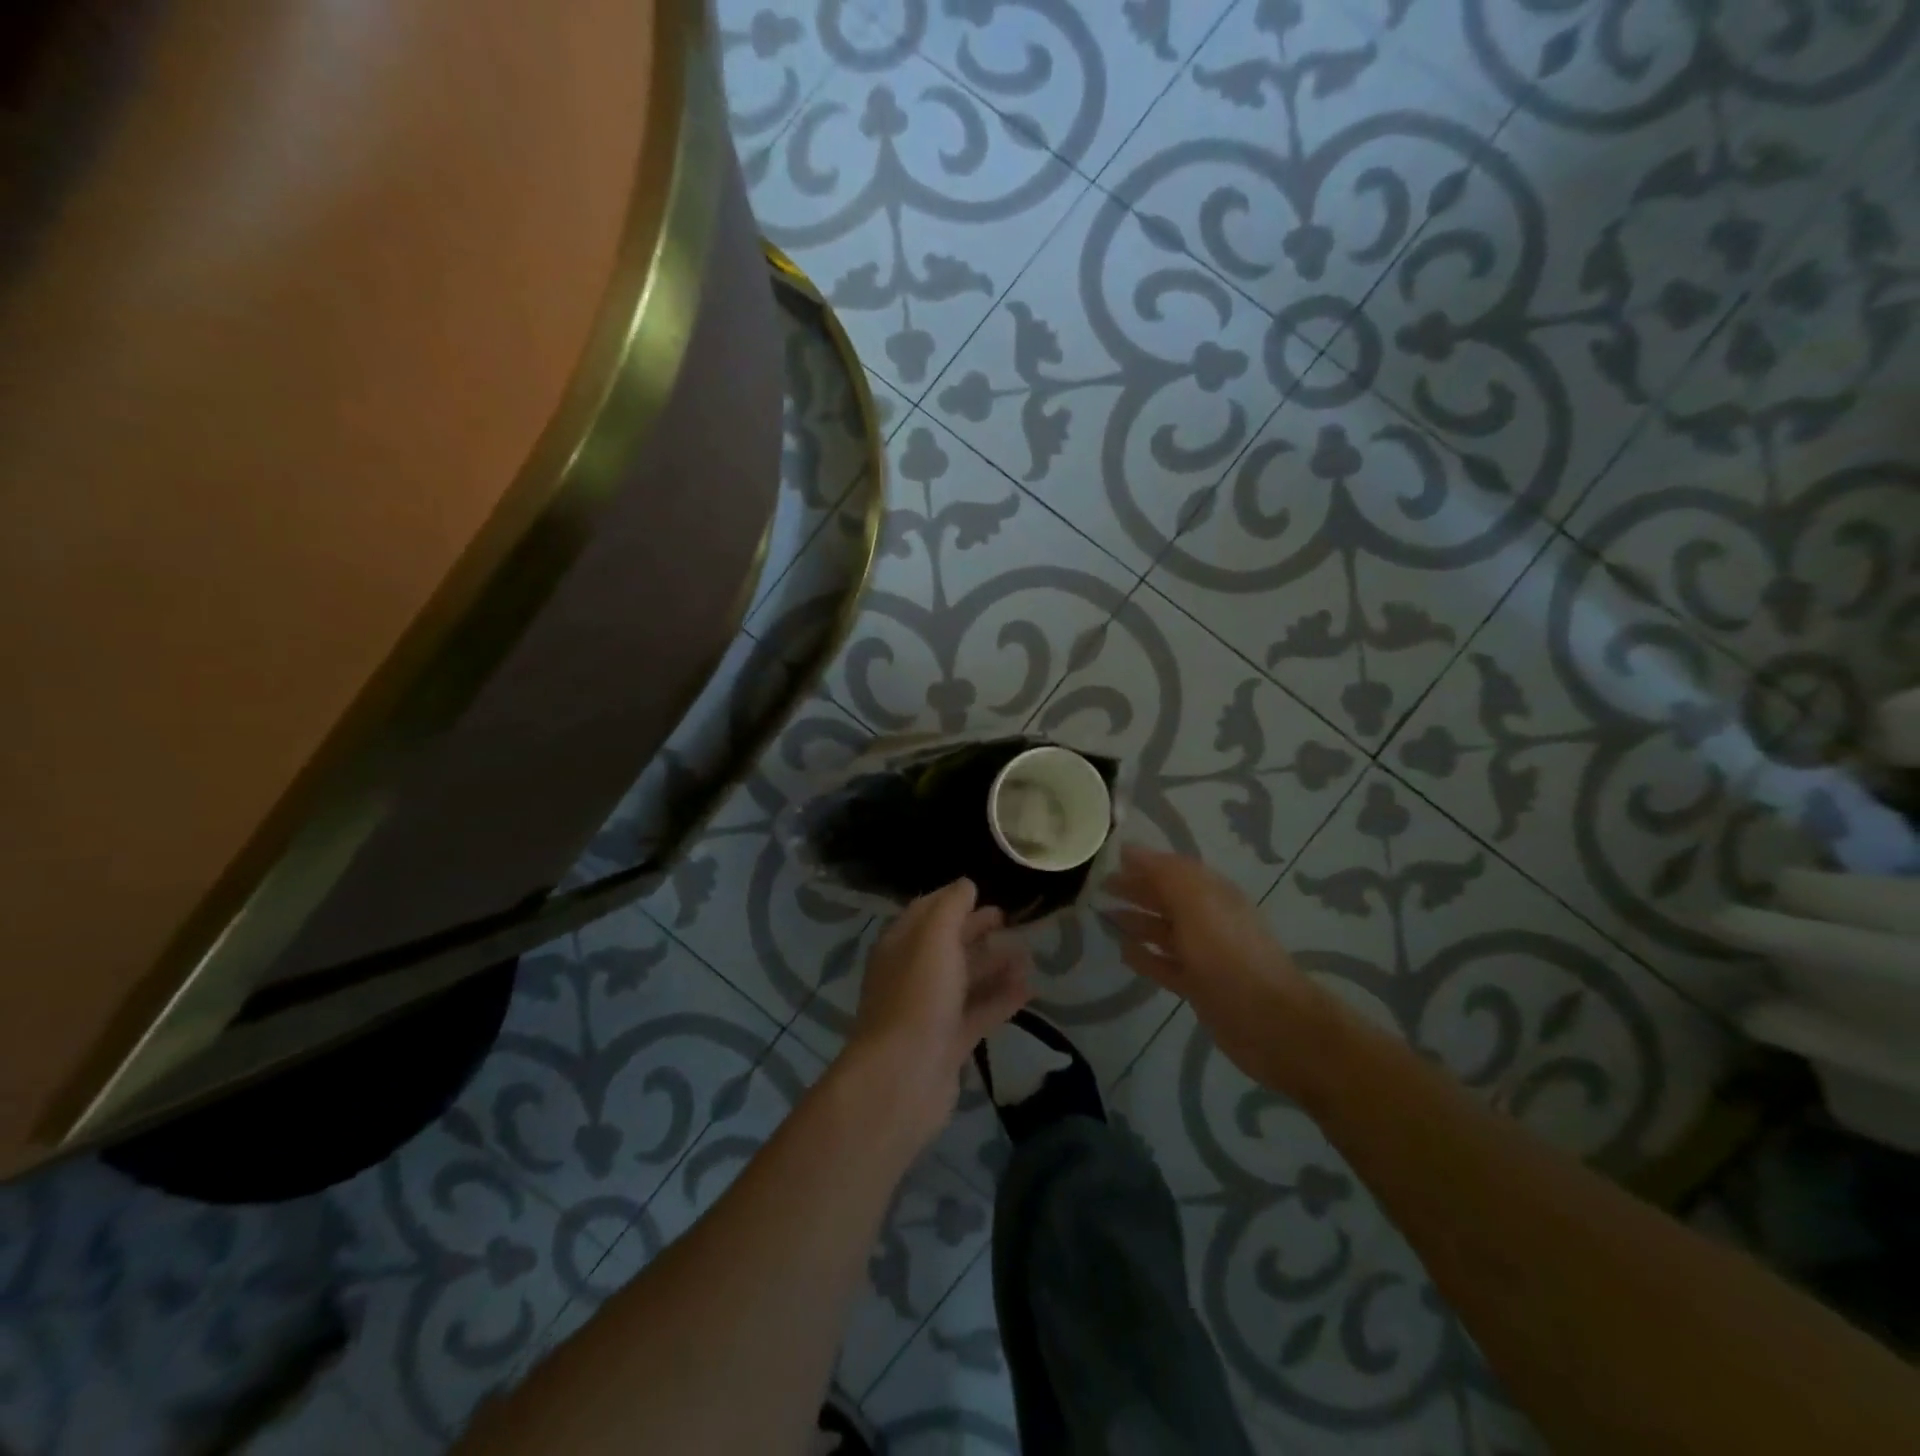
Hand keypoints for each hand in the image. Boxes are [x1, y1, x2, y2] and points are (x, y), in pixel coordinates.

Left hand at [848, 878, 1032, 1147]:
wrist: (903, 1077)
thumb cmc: (918, 996)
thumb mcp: (934, 938)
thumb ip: (951, 907)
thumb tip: (966, 885)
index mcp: (900, 944)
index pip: (925, 911)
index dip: (952, 899)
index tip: (982, 891)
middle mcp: (912, 973)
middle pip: (947, 944)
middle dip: (976, 929)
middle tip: (1010, 919)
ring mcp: (930, 1010)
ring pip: (965, 979)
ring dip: (994, 964)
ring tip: (1029, 954)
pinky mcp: (949, 1042)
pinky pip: (979, 1011)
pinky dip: (1001, 998)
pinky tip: (1030, 989)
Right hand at [1106, 843, 1327, 1093]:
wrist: (1268, 1020)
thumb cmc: (1227, 952)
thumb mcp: (1196, 901)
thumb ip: (1163, 873)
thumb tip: (1130, 849)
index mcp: (1212, 893)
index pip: (1173, 868)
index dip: (1144, 862)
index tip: (1110, 858)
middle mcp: (1208, 919)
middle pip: (1167, 897)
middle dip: (1136, 888)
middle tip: (1100, 886)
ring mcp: (1204, 954)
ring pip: (1164, 930)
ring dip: (1137, 920)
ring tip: (1105, 915)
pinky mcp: (1198, 985)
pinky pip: (1164, 964)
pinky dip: (1144, 956)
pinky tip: (1122, 952)